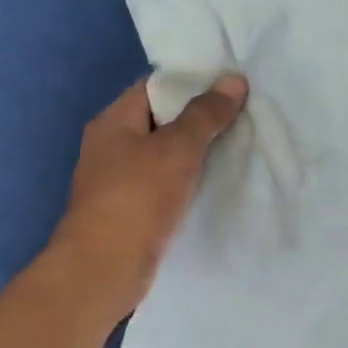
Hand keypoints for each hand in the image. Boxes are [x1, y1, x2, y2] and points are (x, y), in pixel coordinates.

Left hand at [50, 74, 247, 320]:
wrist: (104, 268)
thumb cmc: (137, 197)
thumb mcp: (176, 148)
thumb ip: (205, 114)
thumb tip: (233, 80)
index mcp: (113, 120)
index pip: (154, 86)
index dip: (191, 82)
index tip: (229, 87)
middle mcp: (111, 145)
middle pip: (161, 120)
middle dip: (199, 119)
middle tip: (242, 116)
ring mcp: (118, 180)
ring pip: (164, 155)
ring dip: (196, 153)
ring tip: (238, 146)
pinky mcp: (130, 210)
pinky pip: (164, 184)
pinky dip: (187, 181)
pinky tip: (216, 184)